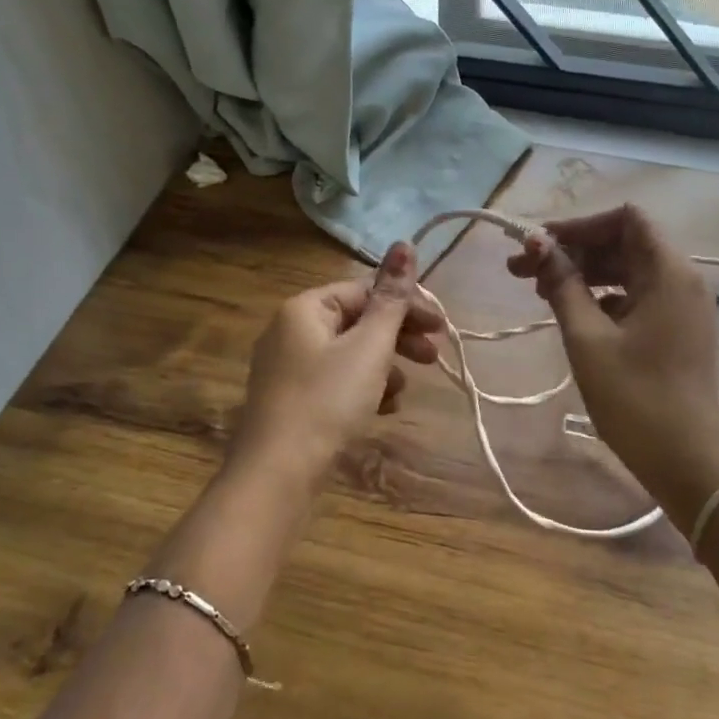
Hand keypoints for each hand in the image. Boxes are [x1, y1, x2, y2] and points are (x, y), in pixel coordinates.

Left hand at [230, 241, 441, 490]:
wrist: (277, 475)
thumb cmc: (327, 401)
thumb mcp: (368, 347)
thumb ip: (392, 298)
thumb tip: (405, 243)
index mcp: (306, 308)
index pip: (365, 291)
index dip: (407, 305)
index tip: (441, 328)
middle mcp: (291, 330)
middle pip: (358, 321)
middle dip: (399, 338)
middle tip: (434, 357)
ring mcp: (288, 367)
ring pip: (349, 354)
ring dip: (384, 367)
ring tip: (404, 391)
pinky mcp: (291, 400)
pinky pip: (335, 381)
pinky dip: (362, 389)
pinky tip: (383, 410)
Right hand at [508, 205, 718, 525]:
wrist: (687, 462)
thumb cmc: (635, 398)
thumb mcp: (587, 338)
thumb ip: (562, 285)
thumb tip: (537, 246)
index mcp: (668, 272)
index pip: (625, 219)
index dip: (580, 225)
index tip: (539, 245)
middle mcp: (680, 279)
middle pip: (622, 243)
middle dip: (571, 251)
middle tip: (521, 269)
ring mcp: (680, 306)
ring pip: (625, 270)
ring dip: (582, 274)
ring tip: (537, 291)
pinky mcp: (674, 330)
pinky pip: (634, 296)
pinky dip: (601, 297)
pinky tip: (570, 315)